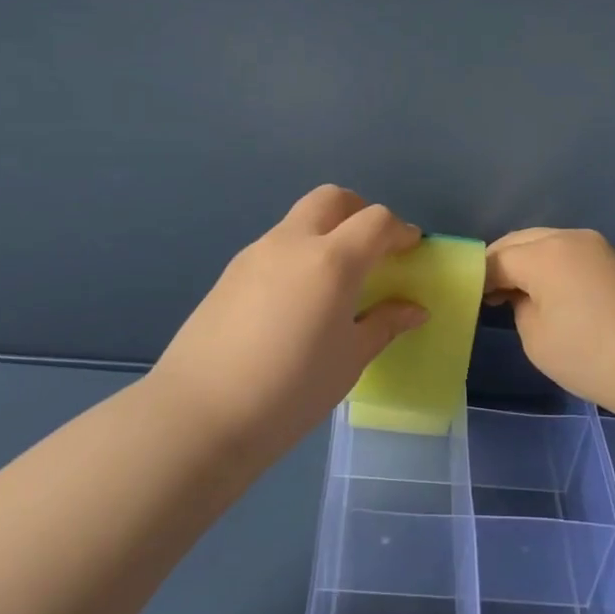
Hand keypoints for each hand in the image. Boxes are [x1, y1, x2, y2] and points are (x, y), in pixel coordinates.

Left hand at [154, 186, 428, 449]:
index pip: (375, 220)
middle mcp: (292, 242)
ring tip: (335, 281)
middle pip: (333, 198)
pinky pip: (276, 245)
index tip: (410, 251)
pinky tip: (297, 299)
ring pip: (300, 219)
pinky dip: (299, 252)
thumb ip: (384, 325)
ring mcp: (256, 253)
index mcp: (331, 260)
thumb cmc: (290, 390)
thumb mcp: (349, 361)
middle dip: (360, 213)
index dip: (399, 230)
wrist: (199, 414)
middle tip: (373, 249)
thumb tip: (414, 309)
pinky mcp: (231, 272)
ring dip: (326, 231)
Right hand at [485, 228, 614, 417]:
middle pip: (519, 242)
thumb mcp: (535, 337)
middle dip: (500, 264)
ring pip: (544, 243)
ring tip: (514, 295)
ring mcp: (594, 246)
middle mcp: (568, 237)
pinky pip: (565, 253)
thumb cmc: (589, 355)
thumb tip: (524, 296)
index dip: (478, 278)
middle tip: (487, 296)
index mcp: (544, 253)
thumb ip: (519, 306)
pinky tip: (544, 292)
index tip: (468, 300)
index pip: (497, 258)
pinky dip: (548, 266)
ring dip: (525, 262)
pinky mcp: (611, 260)